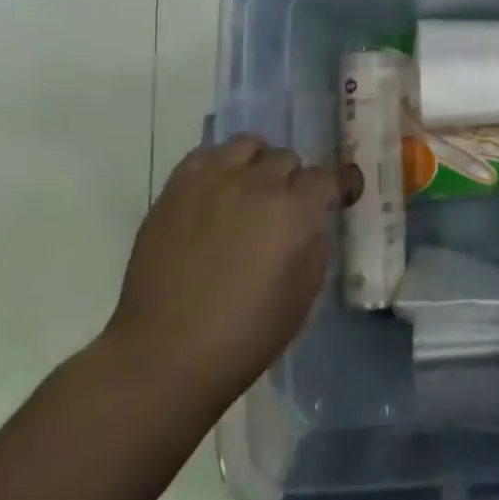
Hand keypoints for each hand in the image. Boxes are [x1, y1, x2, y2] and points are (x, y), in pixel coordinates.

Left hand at [103, 135, 342, 408]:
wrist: (165, 354)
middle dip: (292, 182)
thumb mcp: (304, 297)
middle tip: (283, 211)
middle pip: (287, 158)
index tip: (334, 201)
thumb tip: (310, 224)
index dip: (334, 190)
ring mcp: (211, 181)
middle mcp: (255, 184)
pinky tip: (216, 193)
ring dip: (257, 165)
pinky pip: (206, 154)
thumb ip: (315, 247)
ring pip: (247, 145)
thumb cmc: (245, 335)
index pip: (326, 177)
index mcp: (293, 211)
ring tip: (249, 192)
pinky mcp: (175, 188)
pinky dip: (219, 167)